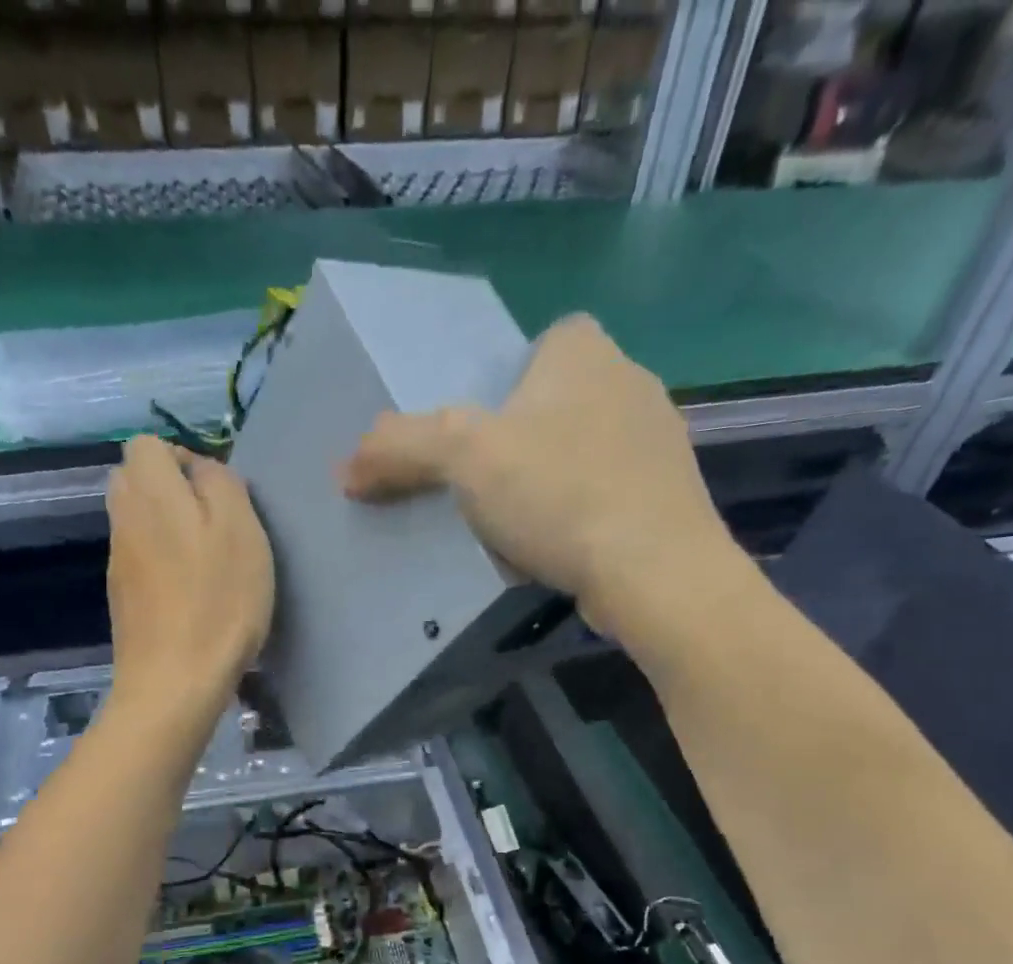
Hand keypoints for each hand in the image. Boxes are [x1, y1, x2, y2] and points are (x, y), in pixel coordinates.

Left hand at [105, 437, 274, 720]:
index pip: (148, 444)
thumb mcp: (240, 528)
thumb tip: (201, 469)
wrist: (174, 681)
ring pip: (140, 521)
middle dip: (175, 491)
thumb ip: (220, 481)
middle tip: (217, 525)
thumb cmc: (217, 602)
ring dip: (172, 529)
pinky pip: (142, 559)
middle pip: (137, 480)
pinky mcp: (123, 597)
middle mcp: (122, 518)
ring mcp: (118, 561)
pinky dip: (165, 563)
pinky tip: (194, 594)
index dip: (185, 457)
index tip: (219, 494)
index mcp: (148, 491)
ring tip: (210, 562)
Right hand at [343, 315, 739, 634]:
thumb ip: (401, 447)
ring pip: (581, 451)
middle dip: (519, 438)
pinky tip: (555, 551)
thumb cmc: (558, 493)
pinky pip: (605, 495)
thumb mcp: (463, 458)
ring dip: (546, 482)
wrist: (654, 571)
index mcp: (585, 349)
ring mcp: (659, 442)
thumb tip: (344, 469)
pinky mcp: (668, 498)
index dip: (502, 383)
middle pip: (554, 401)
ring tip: (510, 526)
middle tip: (478, 484)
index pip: (537, 343)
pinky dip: (576, 516)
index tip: (476, 432)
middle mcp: (631, 380)